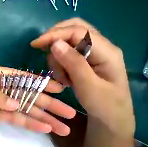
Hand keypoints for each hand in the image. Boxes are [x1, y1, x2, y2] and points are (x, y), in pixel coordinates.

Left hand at [0, 65, 75, 135]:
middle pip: (26, 94)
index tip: (60, 89)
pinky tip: (43, 128)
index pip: (21, 77)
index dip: (40, 83)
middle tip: (69, 114)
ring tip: (62, 127)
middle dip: (47, 104)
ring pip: (22, 108)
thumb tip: (17, 104)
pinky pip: (12, 117)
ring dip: (41, 116)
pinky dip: (26, 122)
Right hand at [30, 18, 134, 135]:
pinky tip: (63, 75)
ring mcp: (94, 52)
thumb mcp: (88, 86)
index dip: (54, 35)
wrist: (112, 118)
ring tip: (62, 76)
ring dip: (57, 56)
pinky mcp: (86, 59)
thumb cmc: (104, 105)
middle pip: (74, 29)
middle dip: (55, 38)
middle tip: (42, 50)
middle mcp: (101, 46)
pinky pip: (67, 52)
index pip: (78, 31)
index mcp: (106, 51)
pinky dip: (59, 61)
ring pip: (67, 41)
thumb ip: (73, 63)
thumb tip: (55, 44)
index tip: (35, 44)